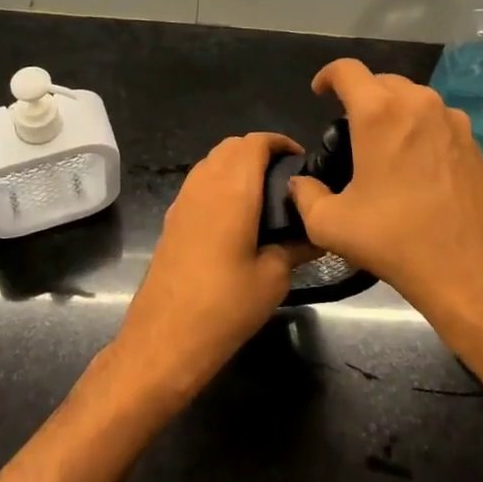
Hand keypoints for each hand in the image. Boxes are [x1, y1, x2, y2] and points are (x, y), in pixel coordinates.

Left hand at [112, 132, 305, 403]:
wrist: (164, 338)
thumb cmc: (225, 305)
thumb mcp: (273, 278)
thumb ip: (297, 246)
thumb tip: (318, 233)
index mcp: (233, 189)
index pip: (256, 142)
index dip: (281, 143)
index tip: (303, 162)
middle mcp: (205, 183)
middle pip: (232, 146)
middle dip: (260, 152)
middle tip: (287, 180)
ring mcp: (183, 200)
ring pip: (213, 162)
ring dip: (238, 166)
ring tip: (266, 197)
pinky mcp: (173, 219)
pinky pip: (200, 183)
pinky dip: (221, 183)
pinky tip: (238, 218)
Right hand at [289, 59, 482, 336]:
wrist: (476, 272)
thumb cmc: (398, 242)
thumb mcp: (331, 225)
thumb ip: (306, 196)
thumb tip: (300, 185)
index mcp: (379, 114)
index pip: (346, 70)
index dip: (327, 76)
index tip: (319, 94)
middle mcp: (418, 104)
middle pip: (382, 81)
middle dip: (360, 96)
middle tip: (348, 130)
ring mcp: (452, 121)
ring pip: (413, 98)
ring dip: (392, 111)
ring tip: (382, 146)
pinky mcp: (474, 143)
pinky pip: (437, 120)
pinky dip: (419, 129)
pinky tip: (415, 166)